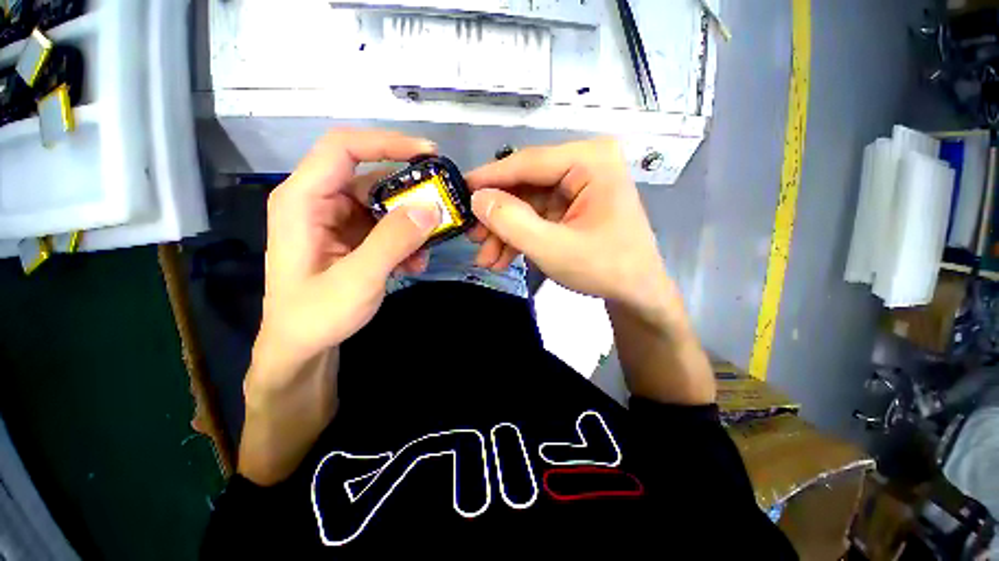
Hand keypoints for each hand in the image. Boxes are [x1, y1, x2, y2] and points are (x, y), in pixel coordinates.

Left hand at [240, 129, 440, 484]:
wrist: (303, 347)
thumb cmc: (316, 315)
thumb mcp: (358, 279)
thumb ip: (393, 241)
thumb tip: (431, 208)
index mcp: (303, 199)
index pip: (344, 147)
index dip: (388, 143)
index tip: (429, 154)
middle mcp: (320, 201)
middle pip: (372, 177)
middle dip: (410, 195)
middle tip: (442, 209)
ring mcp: (338, 220)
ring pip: (385, 205)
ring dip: (411, 225)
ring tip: (426, 251)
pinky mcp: (353, 237)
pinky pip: (386, 226)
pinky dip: (405, 240)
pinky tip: (414, 262)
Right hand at [465, 138, 672, 316]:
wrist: (636, 293)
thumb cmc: (605, 269)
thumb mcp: (553, 248)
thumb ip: (512, 222)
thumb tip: (477, 199)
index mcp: (591, 161)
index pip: (528, 162)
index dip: (489, 178)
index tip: (458, 192)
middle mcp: (585, 164)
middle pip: (526, 184)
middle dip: (497, 216)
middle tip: (472, 237)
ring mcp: (578, 186)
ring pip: (527, 203)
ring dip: (505, 231)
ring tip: (486, 258)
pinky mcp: (572, 206)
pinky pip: (537, 215)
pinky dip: (519, 236)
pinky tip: (502, 258)